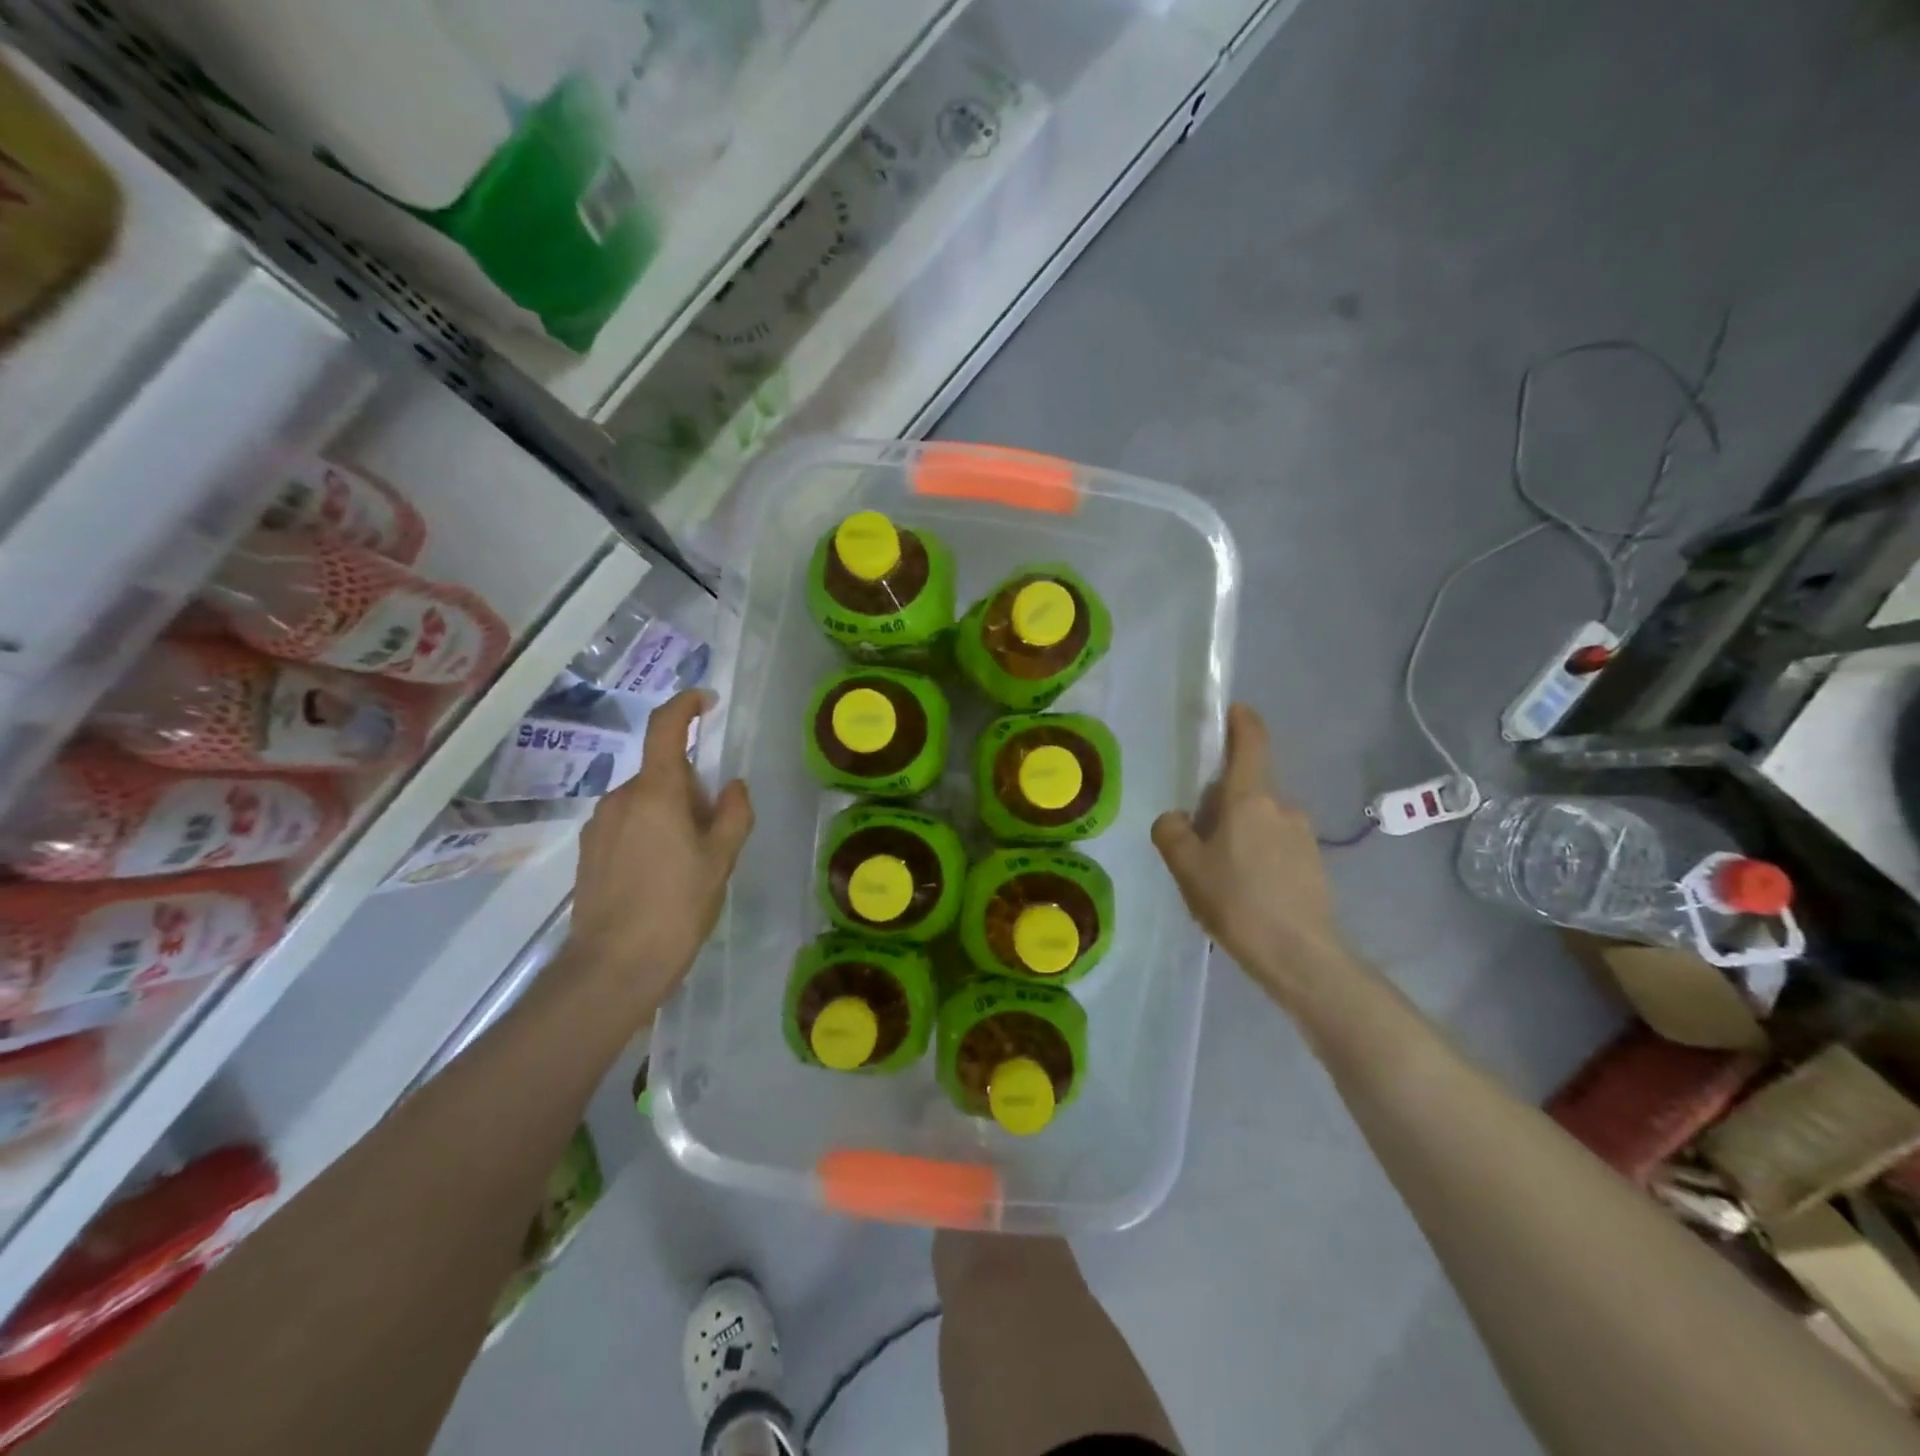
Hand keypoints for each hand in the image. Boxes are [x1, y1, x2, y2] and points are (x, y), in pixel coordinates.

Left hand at [566, 689, 752, 1024]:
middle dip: (691, 785)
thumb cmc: (676, 907)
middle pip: (662, 772)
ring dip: (670, 812)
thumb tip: (732, 786)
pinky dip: (649, 831)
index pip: (666, 728)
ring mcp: (599, 825)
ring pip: (644, 800)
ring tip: (689, 860)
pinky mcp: (589, 851)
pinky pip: (627, 823)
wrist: (613, 966)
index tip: (706, 701)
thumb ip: (734, 814)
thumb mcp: (721, 860)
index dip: (686, 705)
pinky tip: (660, 874)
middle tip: (715, 828)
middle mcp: (620, 797)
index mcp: (656, 792)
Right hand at [1151, 703, 1349, 1005]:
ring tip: (1221, 877)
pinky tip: (1246, 894)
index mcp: (1250, 799)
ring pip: (1262, 821)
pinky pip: (1277, 847)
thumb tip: (1176, 819)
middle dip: (1223, 803)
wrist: (1299, 956)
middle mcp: (1282, 808)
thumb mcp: (1186, 867)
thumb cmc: (1237, 902)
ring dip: (1241, 834)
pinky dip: (1258, 857)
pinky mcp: (1314, 865)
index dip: (1242, 721)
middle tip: (1198, 840)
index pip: (1251, 743)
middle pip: (1248, 790)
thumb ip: (1171, 832)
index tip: (1233, 710)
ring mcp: (1303, 837)